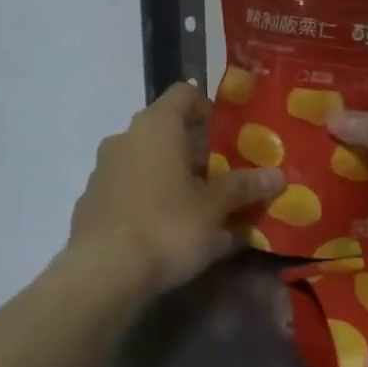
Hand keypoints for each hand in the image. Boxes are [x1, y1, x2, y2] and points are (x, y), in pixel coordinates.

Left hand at [69, 83, 281, 294]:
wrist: (102, 273)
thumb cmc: (167, 225)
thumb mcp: (215, 208)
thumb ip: (244, 187)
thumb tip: (276, 175)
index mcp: (157, 125)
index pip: (185, 93)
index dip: (208, 107)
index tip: (229, 134)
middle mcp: (125, 137)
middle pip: (166, 131)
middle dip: (195, 152)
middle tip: (223, 178)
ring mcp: (103, 169)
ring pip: (146, 162)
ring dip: (171, 178)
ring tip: (199, 210)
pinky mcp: (91, 202)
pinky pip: (129, 190)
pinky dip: (149, 201)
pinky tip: (167, 232)